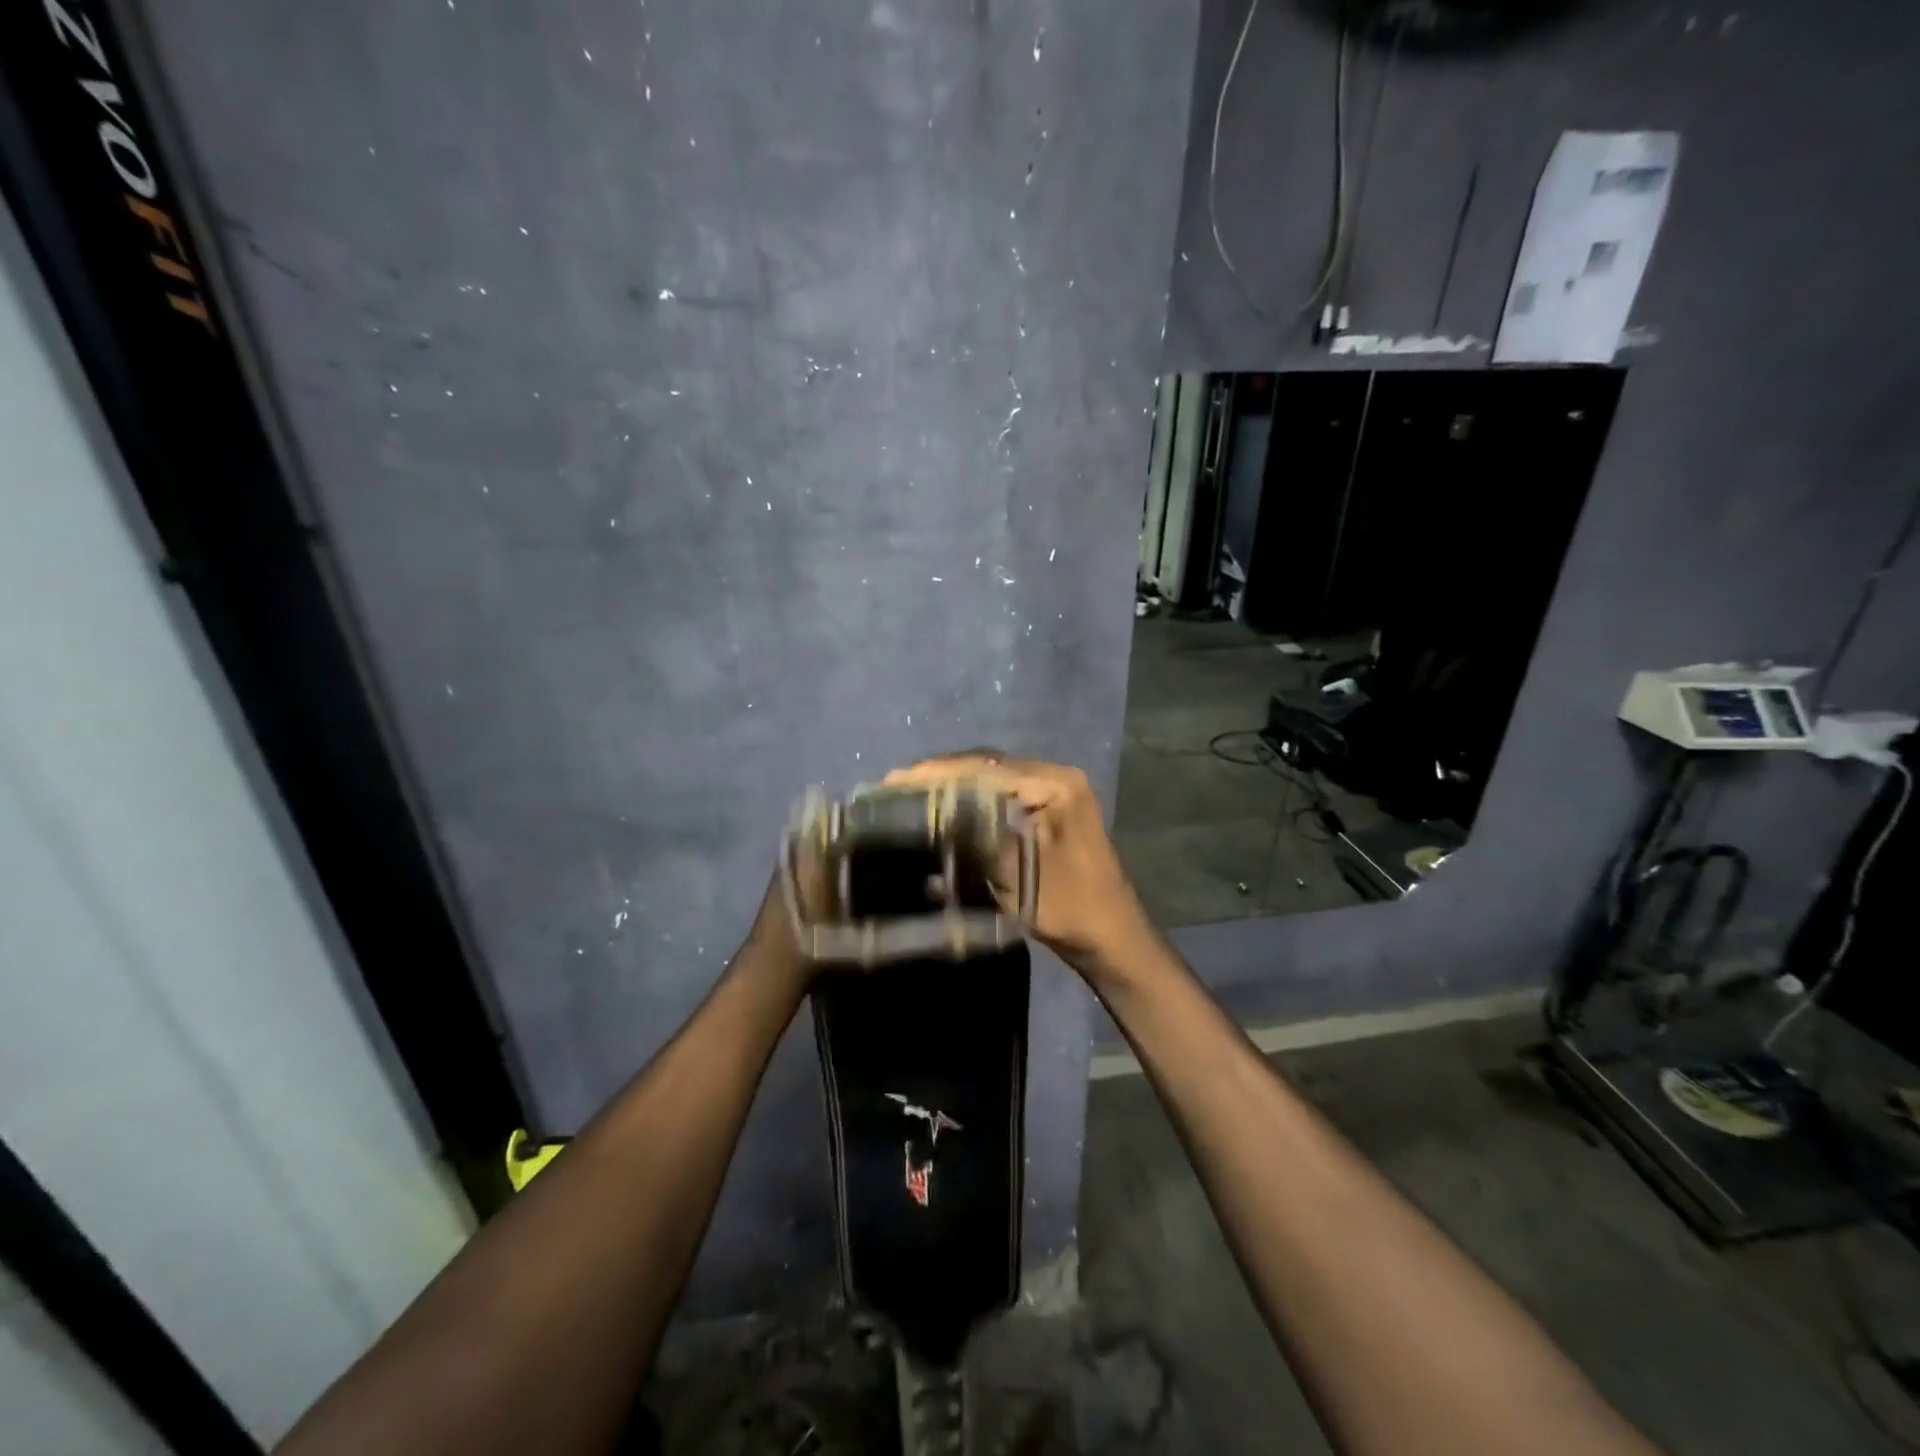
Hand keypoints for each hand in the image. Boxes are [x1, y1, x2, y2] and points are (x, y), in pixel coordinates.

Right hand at [883, 752, 1155, 979]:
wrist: (1113, 939)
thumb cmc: (1072, 908)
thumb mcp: (1020, 873)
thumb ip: (979, 837)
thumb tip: (933, 813)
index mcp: (1055, 784)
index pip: (986, 768)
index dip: (936, 773)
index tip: (894, 780)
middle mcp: (1056, 778)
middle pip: (988, 767)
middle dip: (942, 774)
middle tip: (896, 785)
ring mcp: (1055, 794)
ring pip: (993, 780)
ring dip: (954, 786)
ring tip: (912, 793)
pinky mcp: (1049, 813)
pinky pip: (1004, 796)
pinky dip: (972, 800)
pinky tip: (946, 808)